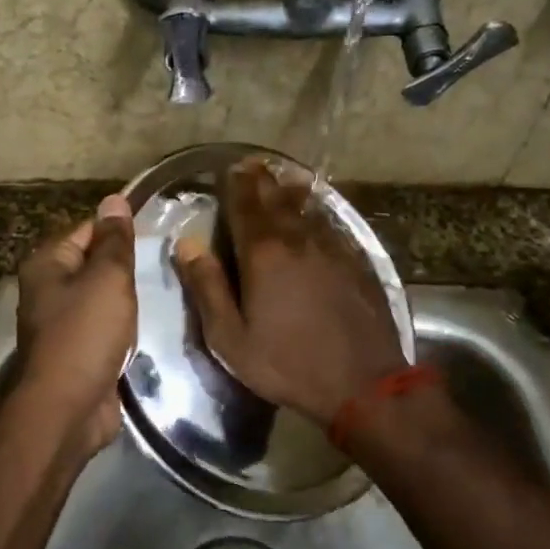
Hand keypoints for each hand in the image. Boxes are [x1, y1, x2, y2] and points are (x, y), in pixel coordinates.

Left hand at [15, 194, 136, 455]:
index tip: (156, 232)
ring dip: (125, 301)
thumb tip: (114, 199)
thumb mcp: (107, 278)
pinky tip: (144, 329)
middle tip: (163, 264)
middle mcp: (48, 290)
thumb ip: (114, 241)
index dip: (119, 230)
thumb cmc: (86, 333)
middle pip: (93, 264)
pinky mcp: (76, 353)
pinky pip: (104, 329)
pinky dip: (122, 329)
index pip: (87, 230)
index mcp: (47, 264)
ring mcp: (60, 324)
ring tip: (160, 293)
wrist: (68, 408)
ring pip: (101, 299)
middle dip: (125, 267)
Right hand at [173, 160, 405, 426]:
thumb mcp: (230, 337)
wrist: (362, 383)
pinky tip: (317, 215)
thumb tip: (187, 243)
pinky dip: (319, 214)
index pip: (245, 205)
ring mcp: (333, 249)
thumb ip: (207, 287)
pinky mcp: (357, 263)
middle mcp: (298, 240)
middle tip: (253, 165)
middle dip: (262, 181)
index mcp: (263, 253)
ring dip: (291, 191)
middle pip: (277, 200)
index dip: (236, 184)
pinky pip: (332, 226)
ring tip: (282, 179)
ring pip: (308, 209)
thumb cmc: (287, 363)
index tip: (230, 168)